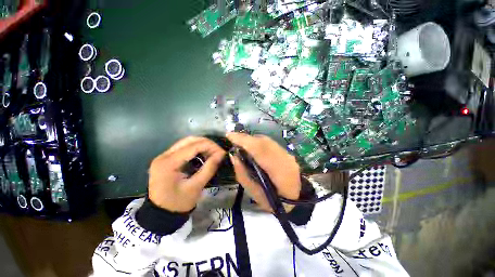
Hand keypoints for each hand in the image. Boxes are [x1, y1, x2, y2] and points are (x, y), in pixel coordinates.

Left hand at [148, 137, 225, 212]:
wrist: (161, 213)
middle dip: (207, 144)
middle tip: (218, 152)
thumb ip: (210, 168)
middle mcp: (164, 155)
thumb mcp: (197, 186)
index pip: (193, 146)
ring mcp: (163, 156)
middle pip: (189, 140)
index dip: (211, 146)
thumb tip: (221, 154)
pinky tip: (203, 155)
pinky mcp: (166, 159)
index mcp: (169, 163)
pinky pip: (183, 148)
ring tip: (212, 153)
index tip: (222, 152)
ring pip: (186, 142)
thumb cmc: (179, 202)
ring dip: (201, 145)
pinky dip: (195, 149)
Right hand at [226, 132, 300, 211]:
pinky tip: (251, 145)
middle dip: (246, 138)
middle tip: (232, 138)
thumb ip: (242, 173)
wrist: (295, 200)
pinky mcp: (286, 152)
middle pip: (263, 141)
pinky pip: (270, 143)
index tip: (230, 136)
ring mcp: (287, 154)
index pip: (260, 149)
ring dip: (252, 139)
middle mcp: (285, 157)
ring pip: (267, 140)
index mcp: (279, 170)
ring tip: (240, 141)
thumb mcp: (253, 192)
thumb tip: (233, 155)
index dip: (244, 140)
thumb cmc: (272, 201)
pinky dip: (258, 142)